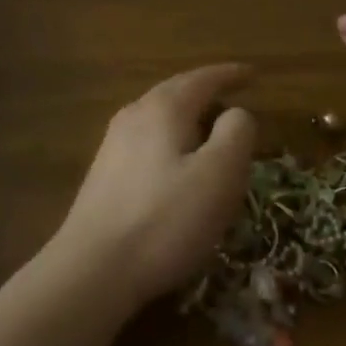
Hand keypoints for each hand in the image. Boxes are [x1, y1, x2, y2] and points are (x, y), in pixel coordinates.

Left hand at [54, 63, 257, 307]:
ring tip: (209, 130)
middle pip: (176, 92)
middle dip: (207, 91)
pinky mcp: (103, 175)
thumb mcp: (219, 175)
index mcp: (164, 108)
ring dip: (187, 116)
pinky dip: (170, 140)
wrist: (92, 271)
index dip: (231, 75)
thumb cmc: (165, 219)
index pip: (203, 78)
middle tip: (234, 98)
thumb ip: (236, 134)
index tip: (254, 74)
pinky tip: (176, 164)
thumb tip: (236, 113)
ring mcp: (113, 145)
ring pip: (158, 117)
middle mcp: (134, 115)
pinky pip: (146, 140)